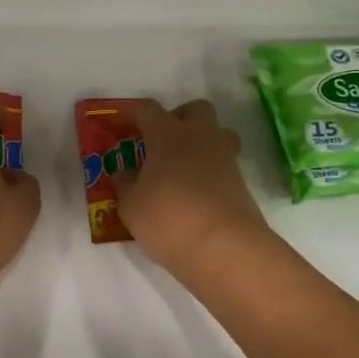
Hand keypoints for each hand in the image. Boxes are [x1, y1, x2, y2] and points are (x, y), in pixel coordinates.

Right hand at [109, 100, 274, 276]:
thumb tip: (125, 172)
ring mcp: (225, 158)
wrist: (224, 248)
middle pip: (195, 109)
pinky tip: (194, 193)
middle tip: (160, 141)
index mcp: (169, 133)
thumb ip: (125, 183)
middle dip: (178, 118)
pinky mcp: (241, 182)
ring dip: (199, 142)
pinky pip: (223, 164)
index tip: (117, 122)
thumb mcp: (131, 205)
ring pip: (216, 134)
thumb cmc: (168, 218)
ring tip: (181, 167)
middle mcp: (200, 136)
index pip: (147, 110)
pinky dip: (209, 171)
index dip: (130, 113)